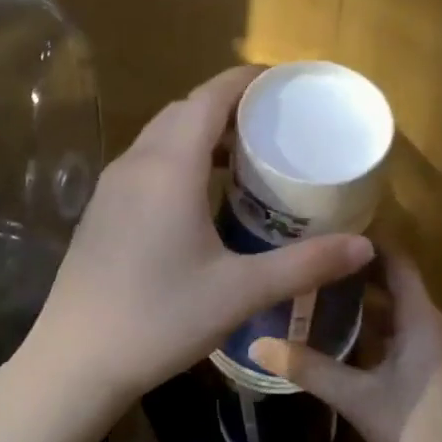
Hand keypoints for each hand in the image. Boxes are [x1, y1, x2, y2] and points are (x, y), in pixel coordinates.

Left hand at [15, 67, 372, 422]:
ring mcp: (111, 187)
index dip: (247, 81)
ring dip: (201, 134)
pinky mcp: (101, 211)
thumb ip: (305, 264)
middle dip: (229, 107)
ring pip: (161, 137)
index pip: (210, 97)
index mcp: (169, 168)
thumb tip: (365, 247)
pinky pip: (145, 163)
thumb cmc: (160, 319)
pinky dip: (178, 158)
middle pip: (184, 111)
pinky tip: (201, 197)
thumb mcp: (240, 292)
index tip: (284, 84)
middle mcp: (136, 164)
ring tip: (245, 158)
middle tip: (274, 127)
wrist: (76, 360)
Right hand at [247, 252, 441, 441]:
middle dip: (358, 271)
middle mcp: (434, 324)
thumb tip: (257, 344)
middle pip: (397, 284)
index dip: (368, 244)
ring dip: (366, 300)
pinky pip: (404, 333)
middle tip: (314, 259)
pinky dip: (376, 327)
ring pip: (399, 311)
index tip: (330, 229)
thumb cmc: (415, 428)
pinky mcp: (436, 370)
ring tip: (321, 290)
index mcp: (422, 319)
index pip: (397, 262)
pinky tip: (344, 335)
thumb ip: (308, 368)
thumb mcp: (355, 397)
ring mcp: (439, 348)